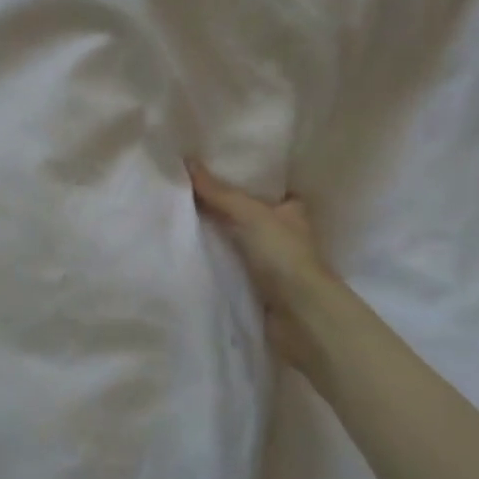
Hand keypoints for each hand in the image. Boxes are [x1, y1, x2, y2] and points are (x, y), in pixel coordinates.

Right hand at [187, 160, 348, 387]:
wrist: (301, 317)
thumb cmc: (284, 255)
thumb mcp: (249, 214)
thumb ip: (218, 191)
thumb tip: (186, 161)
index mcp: (292, 209)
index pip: (264, 186)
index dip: (240, 176)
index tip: (208, 165)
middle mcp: (284, 232)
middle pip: (246, 212)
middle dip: (220, 204)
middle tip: (184, 186)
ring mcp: (271, 261)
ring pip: (236, 238)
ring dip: (214, 232)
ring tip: (177, 211)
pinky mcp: (257, 286)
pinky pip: (229, 263)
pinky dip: (213, 257)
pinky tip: (187, 246)